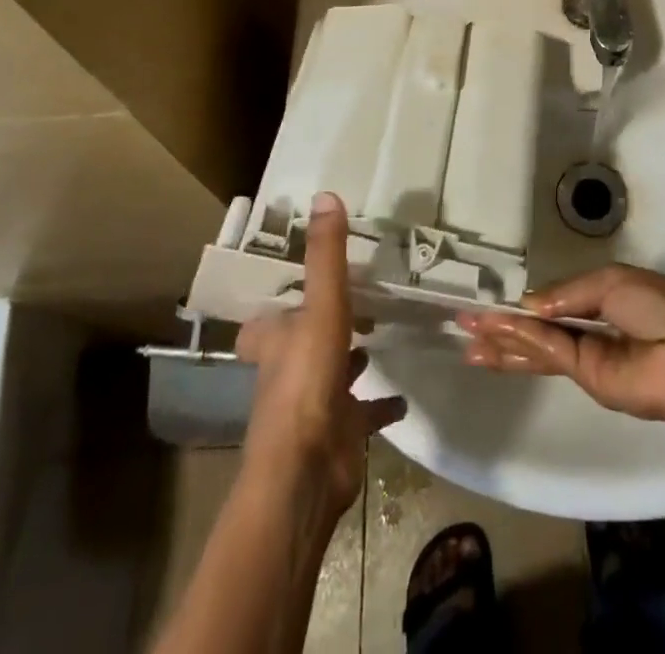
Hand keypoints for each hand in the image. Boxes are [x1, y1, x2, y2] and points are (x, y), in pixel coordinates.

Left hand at [236, 192, 405, 519]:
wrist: (306, 470)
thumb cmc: (306, 380)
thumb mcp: (321, 307)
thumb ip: (327, 255)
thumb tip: (325, 194)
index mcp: (277, 342)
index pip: (262, 324)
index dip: (272, 310)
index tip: (294, 291)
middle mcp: (290, 371)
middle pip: (300, 345)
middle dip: (321, 327)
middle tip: (355, 303)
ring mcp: (316, 406)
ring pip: (332, 375)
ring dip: (351, 360)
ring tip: (379, 336)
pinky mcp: (340, 434)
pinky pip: (363, 414)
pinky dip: (380, 406)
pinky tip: (403, 397)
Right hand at [459, 265, 664, 426]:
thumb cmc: (657, 304)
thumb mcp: (610, 281)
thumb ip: (566, 294)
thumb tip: (528, 305)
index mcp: (603, 296)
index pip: (555, 300)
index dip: (525, 303)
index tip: (492, 301)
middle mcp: (591, 327)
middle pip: (539, 328)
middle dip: (503, 326)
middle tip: (465, 323)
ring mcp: (588, 357)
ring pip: (537, 347)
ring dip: (503, 343)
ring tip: (468, 341)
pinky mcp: (588, 379)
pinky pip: (550, 355)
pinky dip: (522, 345)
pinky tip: (494, 341)